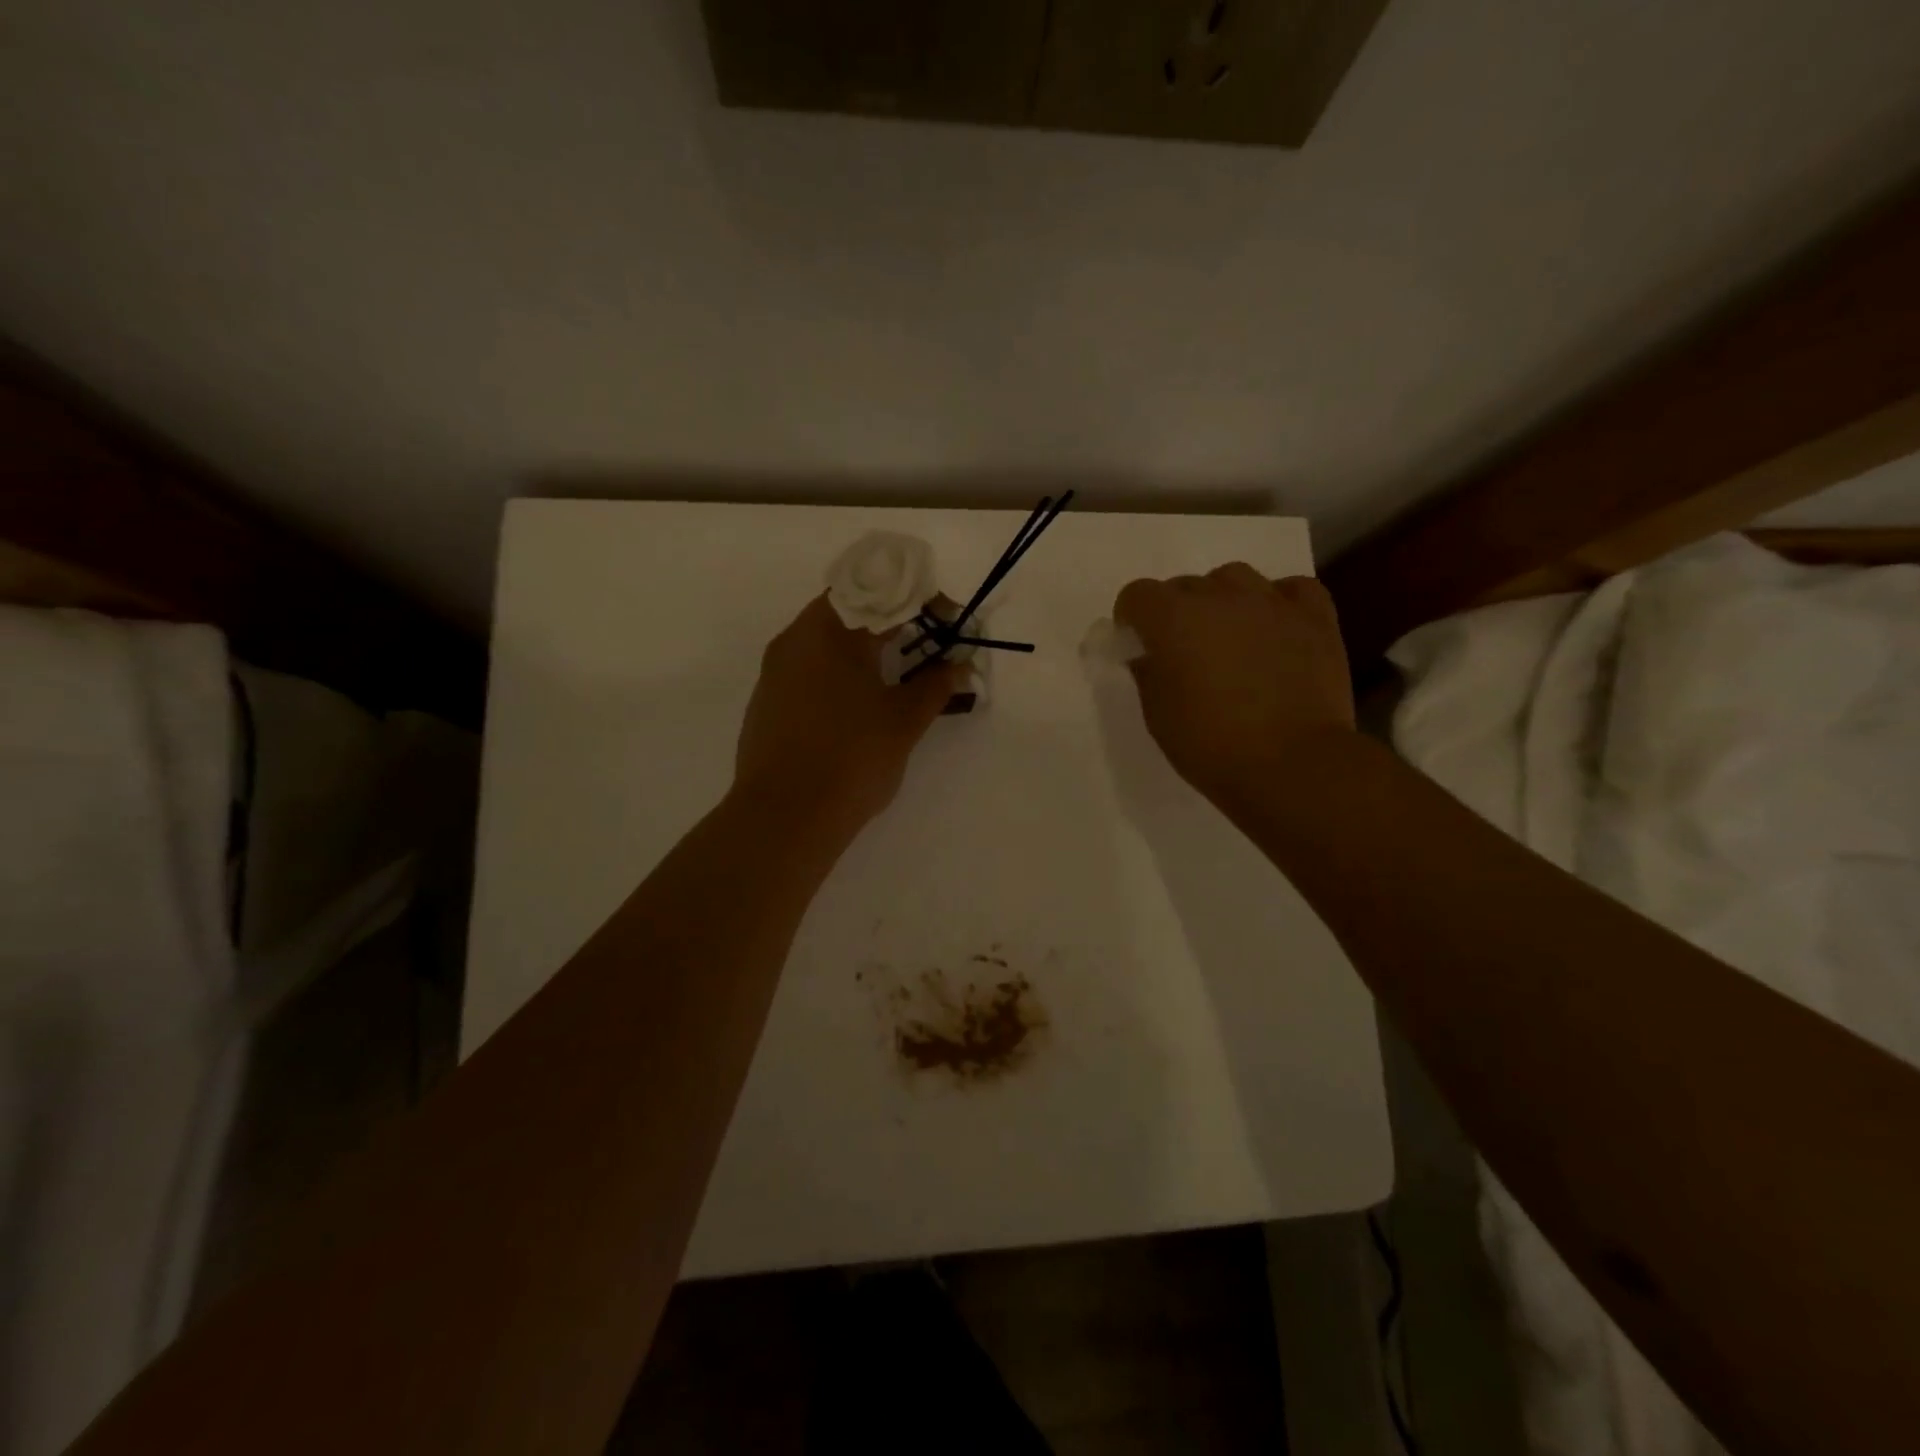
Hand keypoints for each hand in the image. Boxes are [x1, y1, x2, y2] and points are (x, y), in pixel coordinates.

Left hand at [734, 594, 960, 835]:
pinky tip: (862, 706)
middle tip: (931, 648)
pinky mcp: (767, 704)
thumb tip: (958, 667)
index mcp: (827, 631)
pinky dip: (841, 674)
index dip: (917, 600)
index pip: (877, 591)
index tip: (946, 622)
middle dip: (895, 625)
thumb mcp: (903, 721)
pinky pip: (810, 671)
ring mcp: (775, 673)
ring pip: (827, 643)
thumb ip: (935, 686)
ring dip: (867, 650)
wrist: (783, 819)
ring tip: (902, 677)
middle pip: (850, 612)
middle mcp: (794, 641)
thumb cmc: (851, 759)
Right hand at [1113, 564, 1355, 809]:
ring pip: (1235, 578)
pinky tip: (1275, 629)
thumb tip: (1148, 654)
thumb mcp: (1158, 716)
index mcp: (1173, 620)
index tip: (1137, 644)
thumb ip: (1148, 674)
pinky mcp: (1315, 618)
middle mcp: (1220, 597)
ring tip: (1230, 637)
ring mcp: (1272, 603)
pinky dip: (1278, 602)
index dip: (1132, 618)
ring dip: (1223, 601)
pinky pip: (1291, 590)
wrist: (1294, 766)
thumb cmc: (1212, 746)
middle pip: (1185, 585)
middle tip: (1184, 652)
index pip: (1138, 595)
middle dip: (1176, 612)